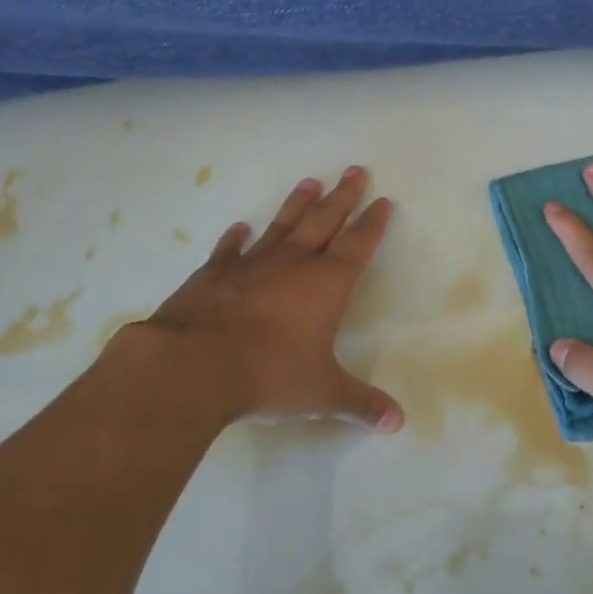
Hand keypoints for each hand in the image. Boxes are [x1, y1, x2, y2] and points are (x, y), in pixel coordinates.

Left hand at [106, 168, 404, 432]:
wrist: (195, 364)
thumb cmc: (270, 374)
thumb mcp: (322, 393)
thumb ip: (360, 403)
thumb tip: (397, 423)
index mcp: (327, 284)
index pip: (358, 245)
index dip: (372, 223)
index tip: (382, 201)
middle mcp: (294, 264)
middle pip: (324, 220)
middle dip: (342, 197)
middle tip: (354, 170)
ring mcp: (251, 264)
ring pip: (282, 225)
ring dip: (297, 204)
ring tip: (310, 182)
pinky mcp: (214, 274)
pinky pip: (229, 251)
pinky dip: (234, 239)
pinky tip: (238, 228)